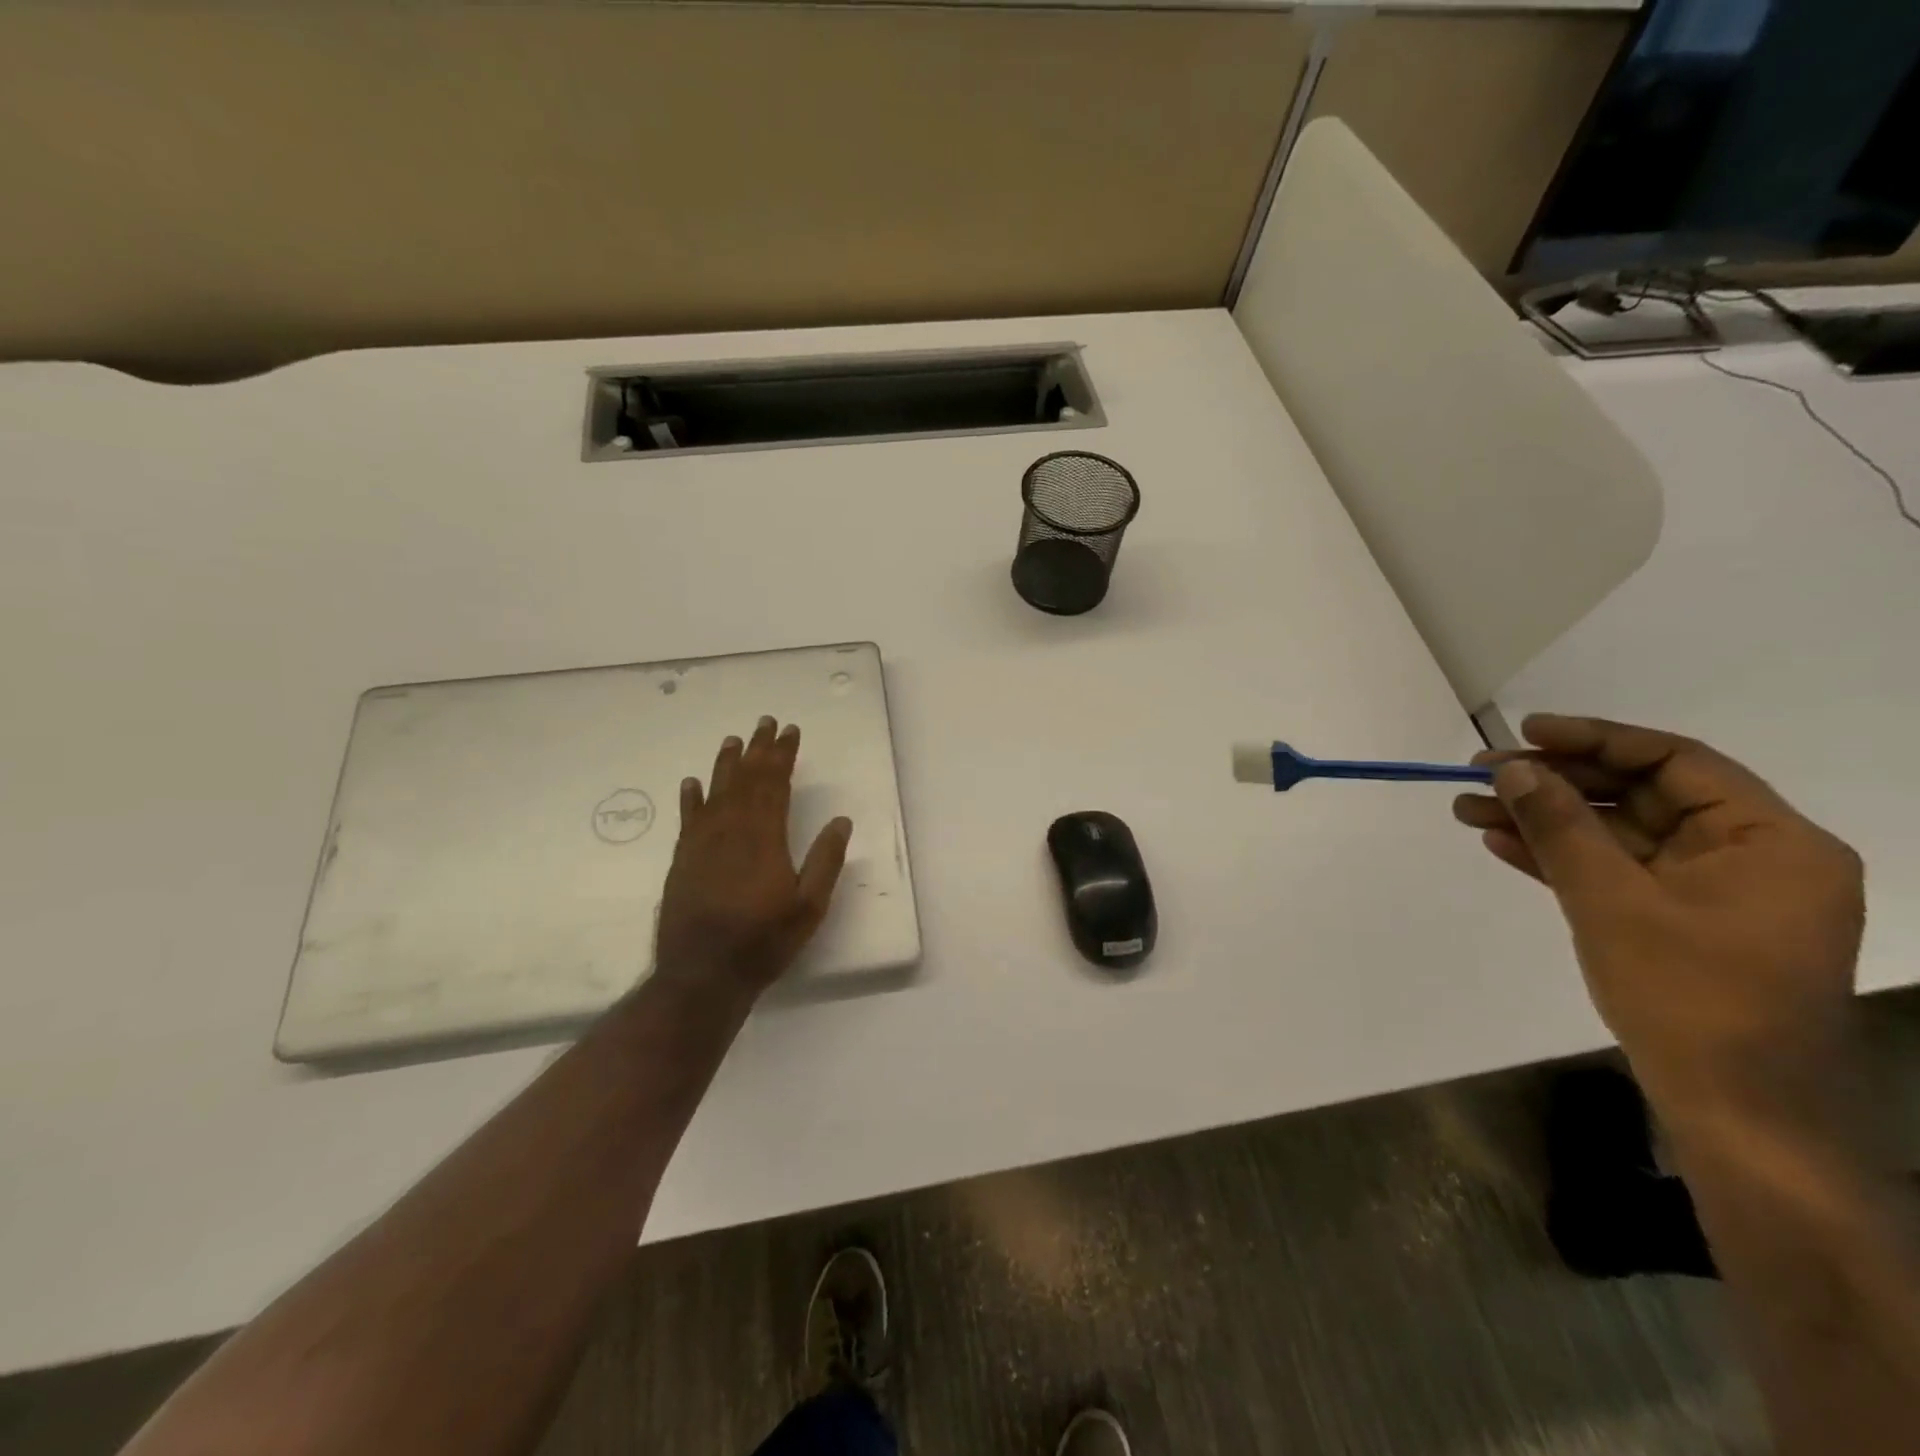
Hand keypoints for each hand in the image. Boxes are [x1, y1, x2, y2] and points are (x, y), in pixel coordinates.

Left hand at [655, 716, 852, 997]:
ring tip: (734, 740)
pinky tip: (692, 783)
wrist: (701, 975)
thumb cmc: (762, 941)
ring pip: (716, 792)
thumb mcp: (809, 907)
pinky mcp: (683, 860)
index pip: (774, 784)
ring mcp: (702, 844)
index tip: (790, 732)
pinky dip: (692, 797)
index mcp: (764, 837)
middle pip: (746, 780)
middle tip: (766, 723)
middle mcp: (730, 831)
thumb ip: (825, 861)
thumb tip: (841, 821)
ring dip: (727, 764)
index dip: (783, 756)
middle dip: (758, 750)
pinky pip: (688, 818)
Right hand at [1453, 715, 1864, 1122]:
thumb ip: (1560, 827)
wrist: (1734, 1112)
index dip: (1595, 739)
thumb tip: (1512, 768)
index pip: (1675, 762)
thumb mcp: (1611, 902)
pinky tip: (1501, 842)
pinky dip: (1560, 858)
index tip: (1524, 732)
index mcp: (1771, 841)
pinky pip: (1614, 872)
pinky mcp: (1679, 922)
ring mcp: (1712, 893)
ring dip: (1544, 821)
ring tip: (1468, 808)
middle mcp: (1750, 857)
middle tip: (1479, 774)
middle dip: (1554, 783)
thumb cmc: (1688, 997)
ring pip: (1616, 835)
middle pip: (1639, 795)